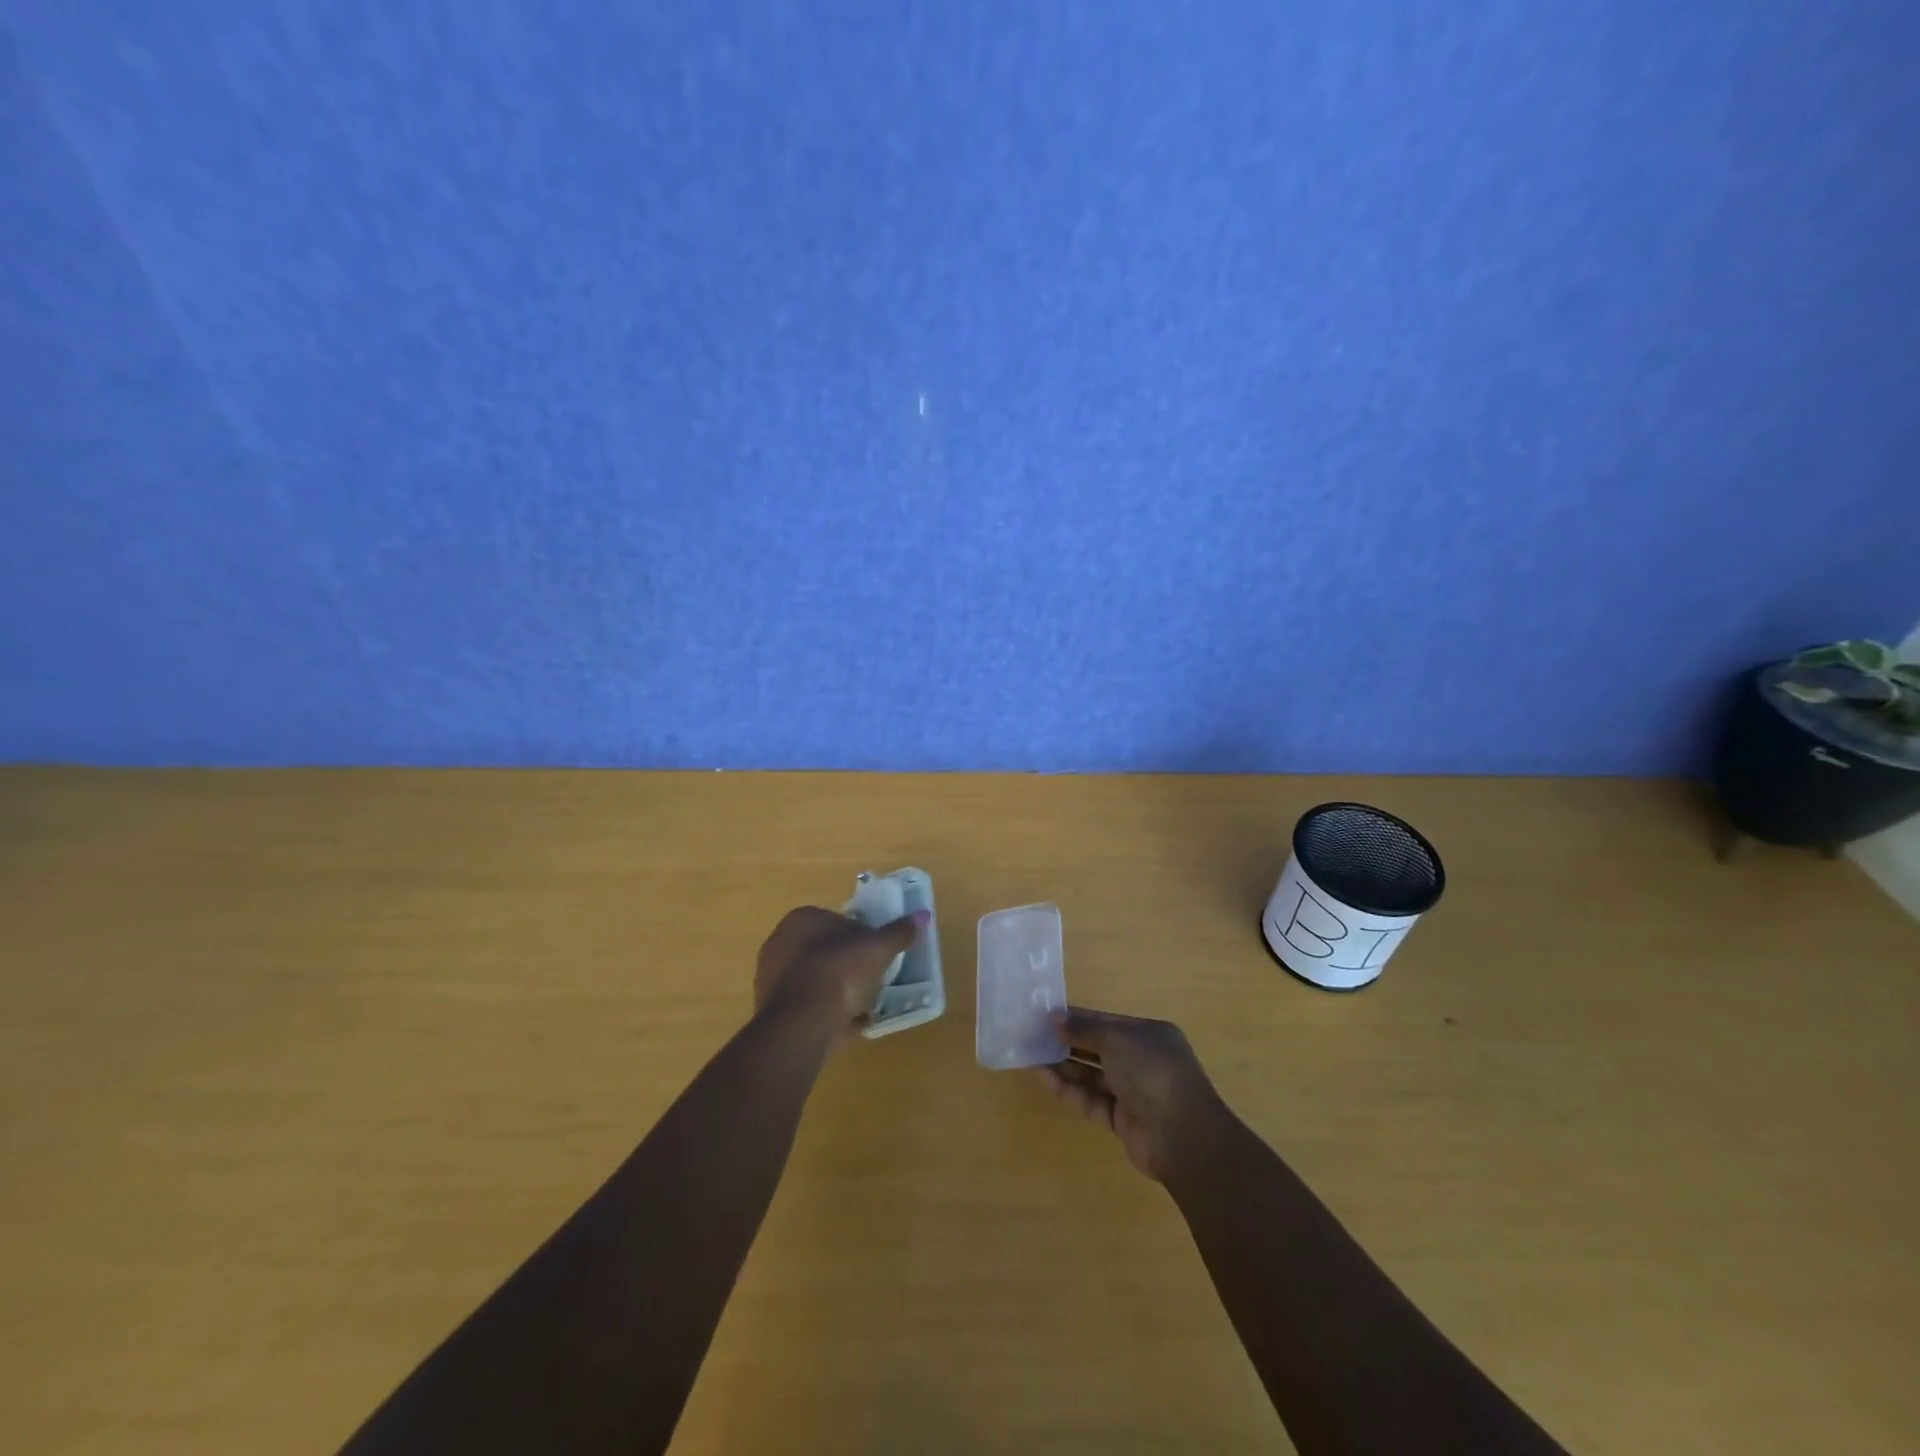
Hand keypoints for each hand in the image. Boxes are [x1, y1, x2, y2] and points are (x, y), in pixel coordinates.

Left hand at [753, 905, 928, 1042]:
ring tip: (863, 1005)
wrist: (801, 1024)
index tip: (877, 953)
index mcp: (801, 920)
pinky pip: (808, 1007)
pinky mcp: (772, 1011)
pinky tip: (847, 1025)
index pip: (836, 920)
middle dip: (847, 963)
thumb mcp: (877, 949)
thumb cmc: (839, 972)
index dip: (860, 936)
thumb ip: (899, 932)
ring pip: (815, 979)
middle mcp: (780, 943)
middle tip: (872, 978)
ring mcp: (772, 979)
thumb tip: (923, 914)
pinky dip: (826, 1013)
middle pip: (824, 950)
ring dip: (837, 990)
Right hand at [1037, 1006, 1227, 1181]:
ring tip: (1032, 1056)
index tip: (1045, 1015)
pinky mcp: (1122, 1121)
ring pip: (1092, 1075)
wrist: (1182, 1136)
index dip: (1077, 1018)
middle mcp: (1142, 1061)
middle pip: (1098, 1048)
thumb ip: (1083, 1029)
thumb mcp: (1116, 1039)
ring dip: (1064, 1066)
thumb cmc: (1151, 1072)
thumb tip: (1054, 1017)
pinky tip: (1044, 1078)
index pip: (1107, 1023)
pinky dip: (1069, 1090)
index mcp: (1149, 1035)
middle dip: (1068, 1042)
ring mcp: (1133, 1093)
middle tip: (1034, 1036)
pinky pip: (1091, 1100)